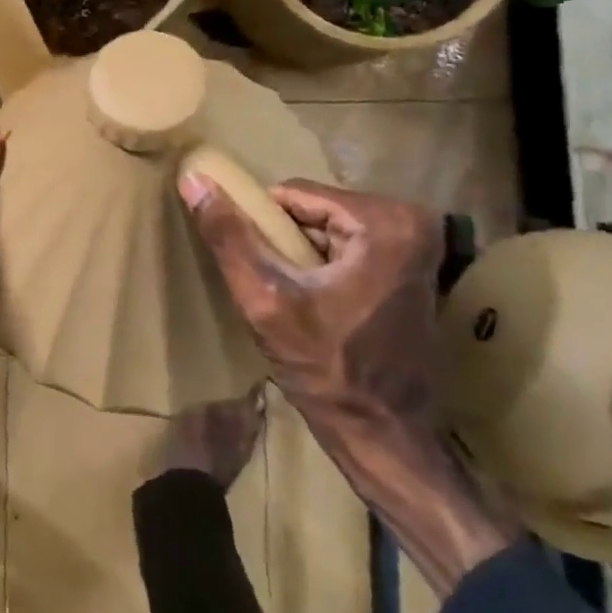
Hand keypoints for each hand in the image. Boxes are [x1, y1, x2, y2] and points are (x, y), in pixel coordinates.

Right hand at [178, 175, 442, 434]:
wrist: (383, 433)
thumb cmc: (326, 367)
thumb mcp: (265, 299)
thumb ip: (229, 237)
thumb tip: (194, 179)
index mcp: (384, 221)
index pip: (293, 194)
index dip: (263, 226)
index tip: (256, 265)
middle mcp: (412, 222)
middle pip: (313, 209)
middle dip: (284, 241)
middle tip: (275, 285)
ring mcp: (418, 245)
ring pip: (327, 226)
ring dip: (300, 254)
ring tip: (291, 296)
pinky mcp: (413, 268)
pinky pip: (348, 245)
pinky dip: (323, 265)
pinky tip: (315, 302)